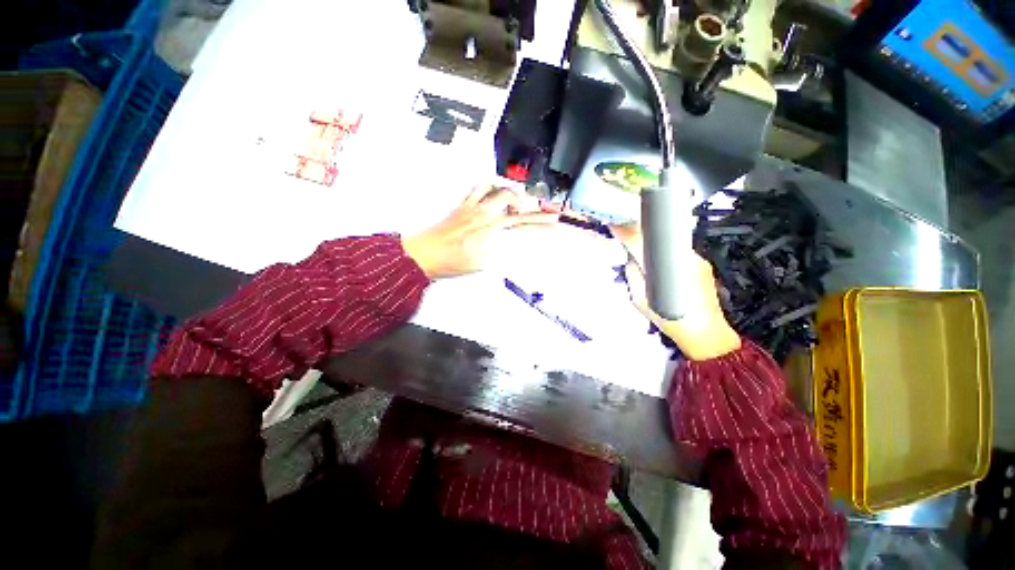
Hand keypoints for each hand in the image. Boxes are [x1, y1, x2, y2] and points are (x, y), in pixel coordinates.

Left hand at [402, 185, 559, 278]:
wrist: (425, 254)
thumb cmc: (451, 261)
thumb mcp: (481, 264)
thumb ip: (500, 254)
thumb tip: (513, 248)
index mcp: (491, 228)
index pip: (522, 222)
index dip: (541, 223)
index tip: (554, 223)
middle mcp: (484, 213)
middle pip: (515, 202)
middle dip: (533, 205)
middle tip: (542, 209)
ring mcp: (472, 206)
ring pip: (497, 188)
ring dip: (511, 192)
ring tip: (519, 199)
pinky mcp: (462, 205)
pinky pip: (477, 188)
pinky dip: (489, 186)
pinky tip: (493, 191)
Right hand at [611, 224, 740, 360]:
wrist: (705, 333)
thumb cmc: (668, 319)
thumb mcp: (639, 299)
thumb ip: (632, 274)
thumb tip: (630, 257)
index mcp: (660, 267)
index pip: (639, 241)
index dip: (625, 231)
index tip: (615, 225)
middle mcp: (680, 257)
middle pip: (656, 237)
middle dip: (640, 236)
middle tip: (629, 240)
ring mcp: (695, 258)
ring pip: (668, 244)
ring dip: (655, 246)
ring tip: (648, 261)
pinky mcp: (703, 263)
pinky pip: (679, 252)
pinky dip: (668, 255)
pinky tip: (665, 269)